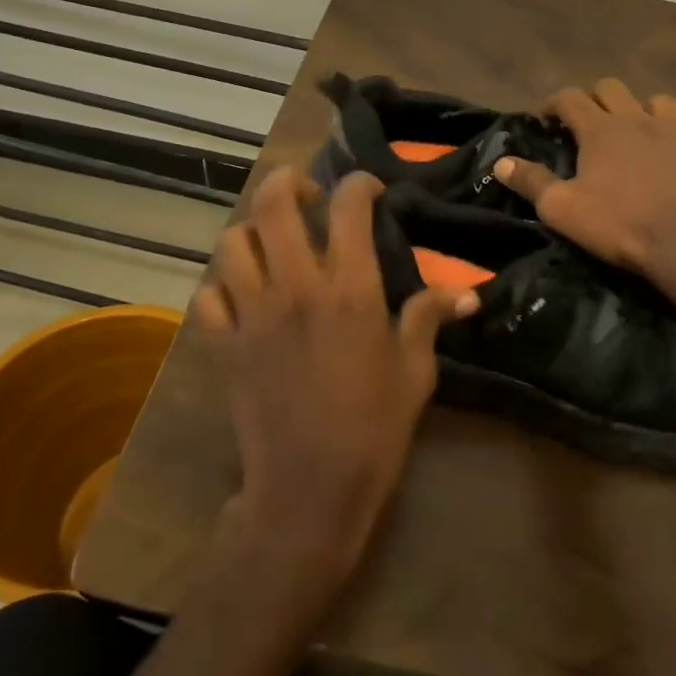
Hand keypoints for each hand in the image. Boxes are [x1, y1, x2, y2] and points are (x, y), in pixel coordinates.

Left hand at [192, 167, 476, 600]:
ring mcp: (252, 314)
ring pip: (234, 242)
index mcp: (350, 290)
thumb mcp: (414, 373)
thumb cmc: (373, 430)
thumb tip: (467, 292)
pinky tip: (242, 294)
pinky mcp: (223, 345)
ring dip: (253, 232)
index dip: (359, 184)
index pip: (348, 207)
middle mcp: (295, 287)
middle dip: (290, 183)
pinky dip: (222, 284)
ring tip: (273, 244)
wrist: (309, 492)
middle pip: (274, 205)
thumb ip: (429, 319)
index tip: (370, 190)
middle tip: (308, 197)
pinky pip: (208, 295)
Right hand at [496, 78, 675, 277]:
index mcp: (600, 129)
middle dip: (596, 98)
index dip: (554, 102)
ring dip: (644, 111)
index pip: (570, 97)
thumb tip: (502, 162)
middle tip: (588, 123)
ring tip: (637, 132)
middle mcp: (638, 121)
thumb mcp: (561, 208)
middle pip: (614, 88)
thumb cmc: (617, 223)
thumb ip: (531, 182)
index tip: (545, 117)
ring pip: (660, 103)